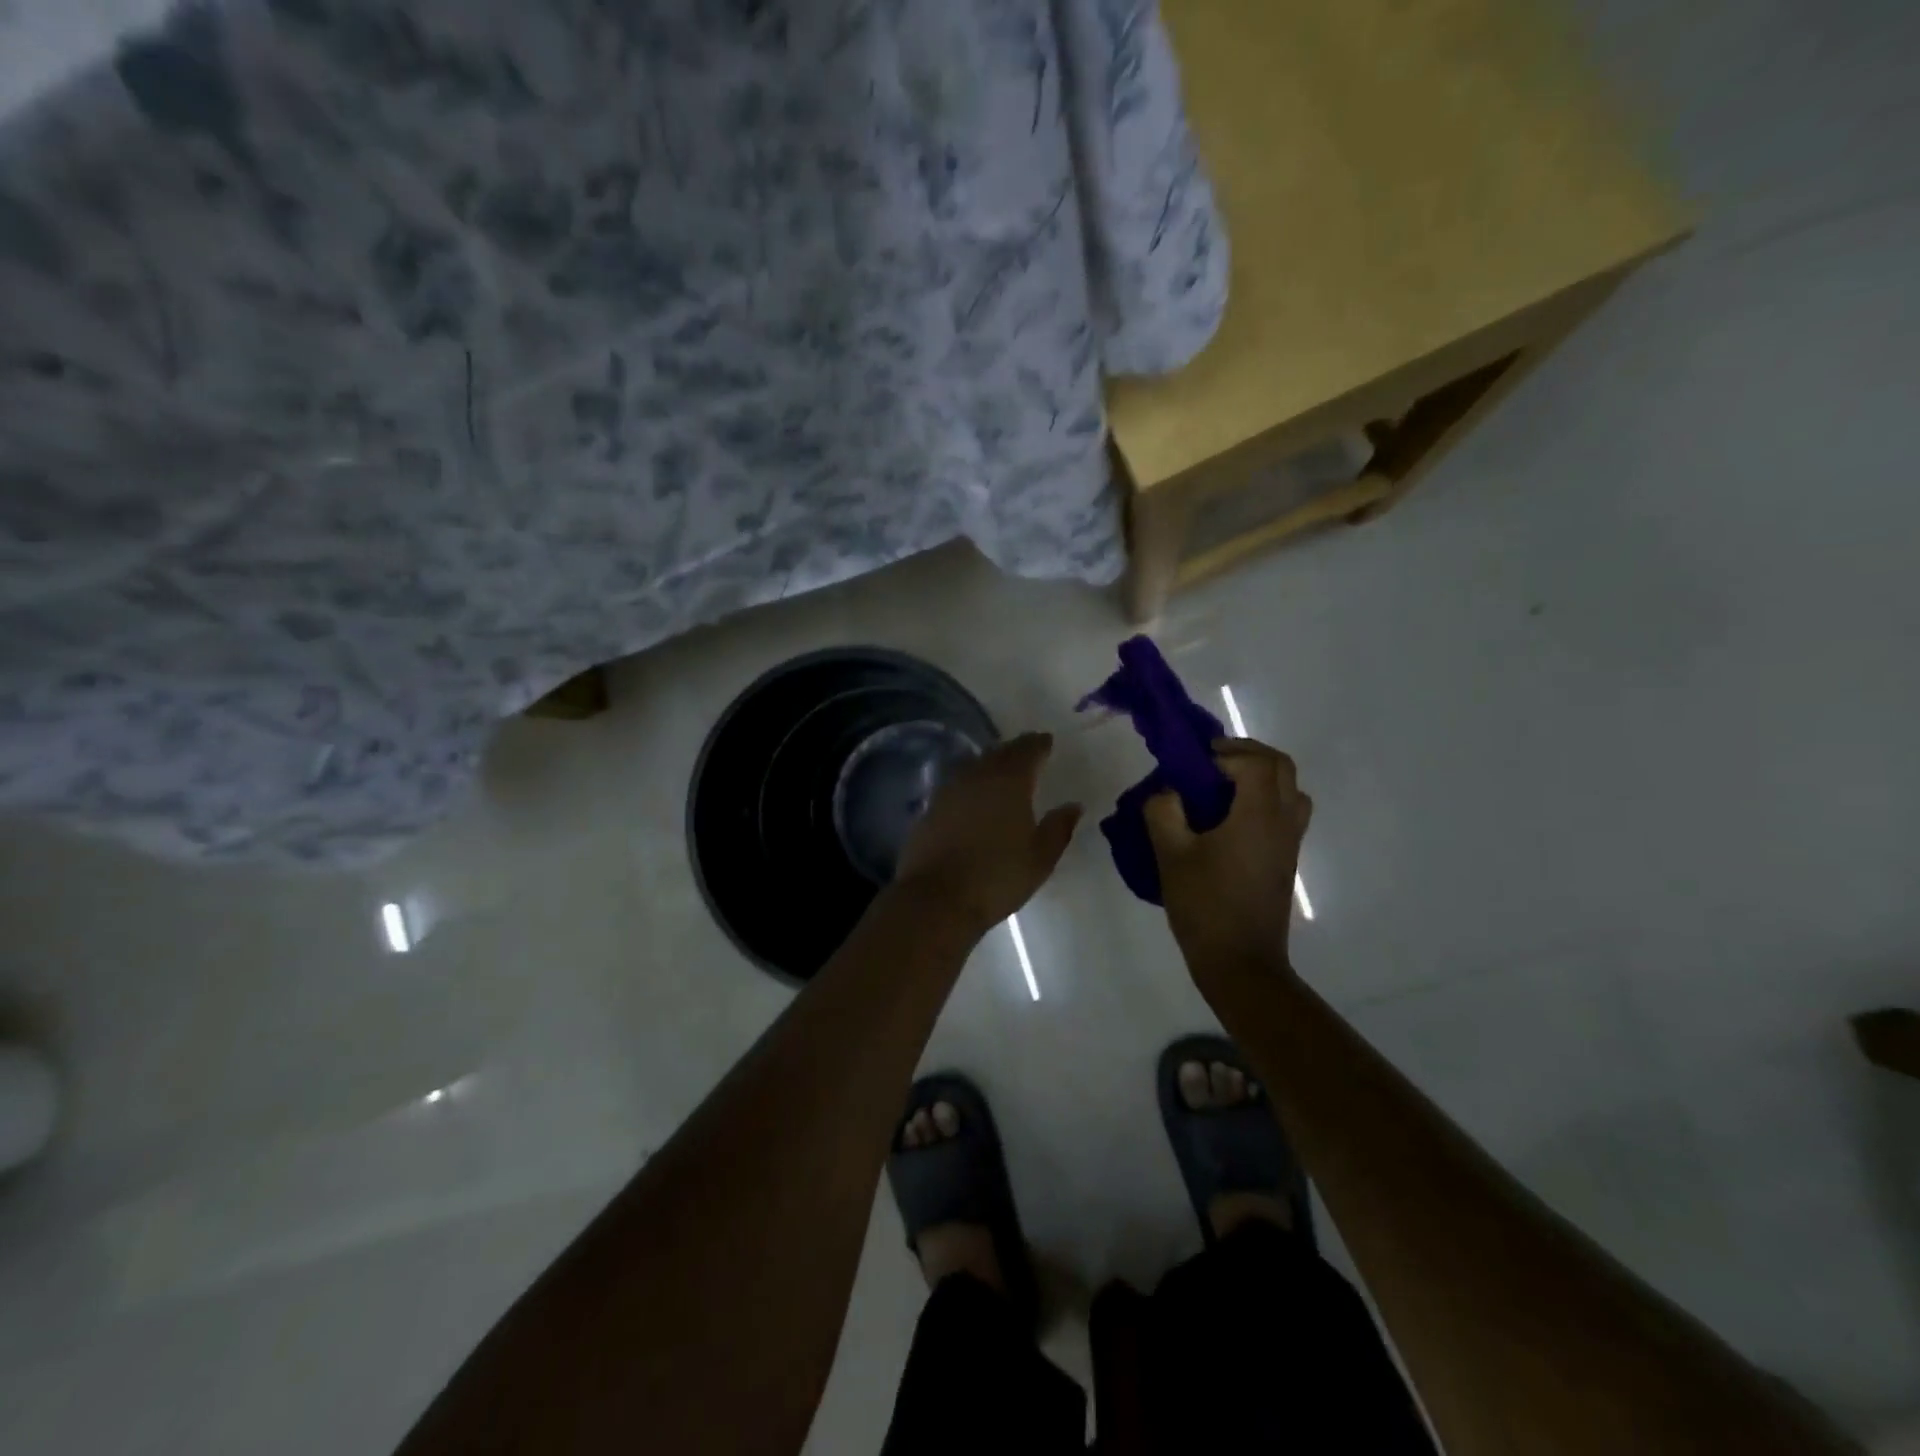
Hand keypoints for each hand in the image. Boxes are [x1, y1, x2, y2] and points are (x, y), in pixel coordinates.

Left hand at [893, 733, 1082, 933]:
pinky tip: (974, 797)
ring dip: (990, 764)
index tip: (1047, 742)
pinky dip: (970, 784)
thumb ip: (1059, 827)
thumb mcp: (1040, 858)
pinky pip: (957, 785)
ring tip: (1002, 772)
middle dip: (1015, 750)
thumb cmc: (998, 877)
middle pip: (999, 753)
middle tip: (1027, 753)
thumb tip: (1073, 805)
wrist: (937, 898)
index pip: (1027, 750)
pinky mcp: (930, 808)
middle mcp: (978, 776)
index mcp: (1010, 781)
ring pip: (974, 766)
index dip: (1039, 744)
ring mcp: (949, 790)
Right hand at [1145, 738, 1310, 984]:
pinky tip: (1230, 819)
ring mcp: (1290, 842)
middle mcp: (1283, 821)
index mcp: (1259, 815)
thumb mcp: (1171, 855)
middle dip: (1247, 754)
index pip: (1255, 762)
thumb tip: (1167, 792)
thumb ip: (1163, 811)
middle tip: (1211, 761)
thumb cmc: (1205, 906)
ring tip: (1223, 785)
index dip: (1226, 752)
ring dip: (1260, 776)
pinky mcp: (1286, 860)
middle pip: (1282, 767)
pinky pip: (1286, 812)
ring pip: (1290, 789)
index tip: (1194, 761)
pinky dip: (1264, 799)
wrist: (1241, 962)